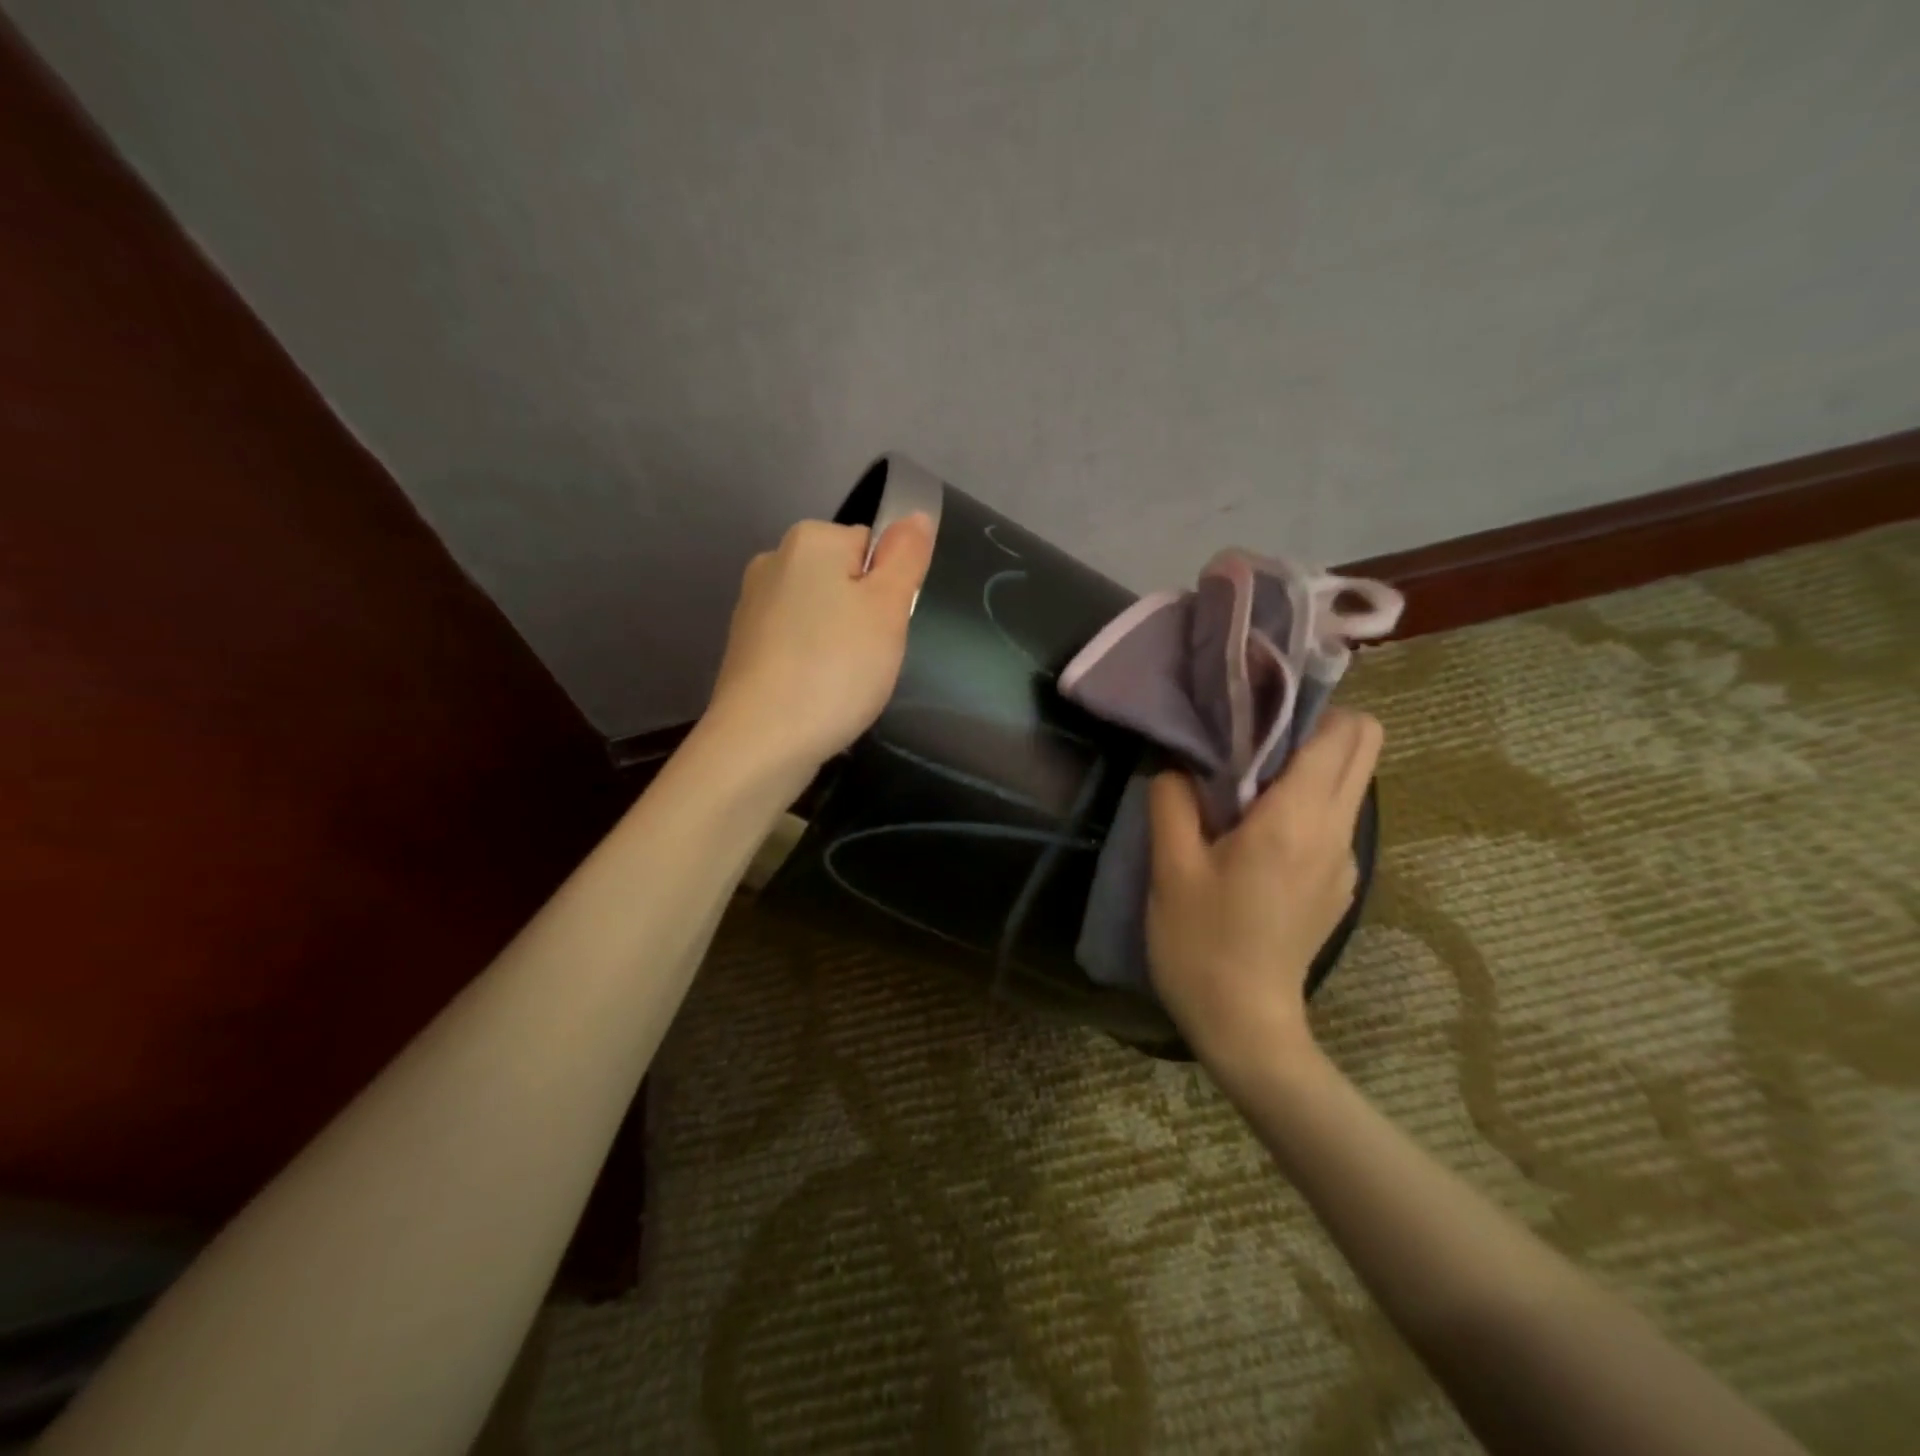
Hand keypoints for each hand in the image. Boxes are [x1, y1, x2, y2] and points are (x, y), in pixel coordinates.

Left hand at [705, 514, 934, 778]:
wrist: (761, 741)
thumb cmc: (836, 668)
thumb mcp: (888, 607)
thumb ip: (906, 555)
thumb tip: (914, 515)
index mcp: (810, 540)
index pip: (872, 546)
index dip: (889, 588)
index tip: (886, 627)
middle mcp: (773, 560)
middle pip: (843, 578)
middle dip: (863, 614)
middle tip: (870, 657)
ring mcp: (752, 605)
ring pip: (819, 613)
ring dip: (838, 640)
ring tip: (842, 681)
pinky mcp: (744, 647)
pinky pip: (795, 642)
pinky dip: (811, 662)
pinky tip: (815, 693)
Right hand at [1146, 709, 1382, 1072]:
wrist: (1245, 1026)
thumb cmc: (1201, 943)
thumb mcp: (1170, 867)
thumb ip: (1173, 799)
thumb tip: (1176, 760)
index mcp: (1296, 819)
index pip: (1342, 731)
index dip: (1305, 705)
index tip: (1255, 709)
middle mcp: (1336, 831)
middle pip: (1363, 747)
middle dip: (1316, 727)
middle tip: (1253, 740)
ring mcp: (1345, 861)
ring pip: (1349, 783)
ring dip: (1306, 767)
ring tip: (1243, 786)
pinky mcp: (1339, 885)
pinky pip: (1333, 820)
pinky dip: (1304, 806)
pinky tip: (1254, 837)